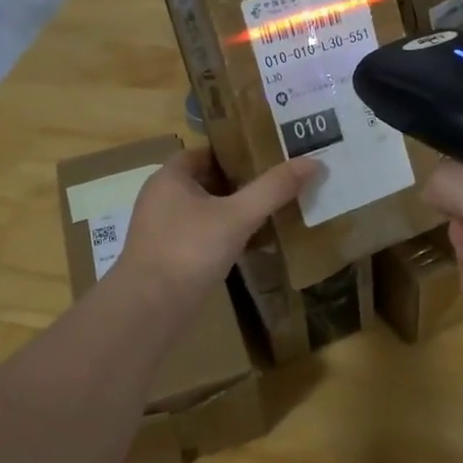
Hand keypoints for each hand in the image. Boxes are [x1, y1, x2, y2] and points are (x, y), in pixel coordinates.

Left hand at [116, 149, 317, 305]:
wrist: (148, 310)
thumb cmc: (189, 250)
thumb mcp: (237, 216)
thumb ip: (273, 189)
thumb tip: (314, 162)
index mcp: (170, 177)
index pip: (207, 152)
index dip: (237, 152)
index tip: (269, 156)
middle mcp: (161, 197)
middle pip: (207, 181)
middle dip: (241, 183)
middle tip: (278, 184)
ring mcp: (162, 229)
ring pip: (205, 211)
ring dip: (233, 212)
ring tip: (271, 212)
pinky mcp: (167, 257)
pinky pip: (201, 236)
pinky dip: (224, 236)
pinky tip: (251, 246)